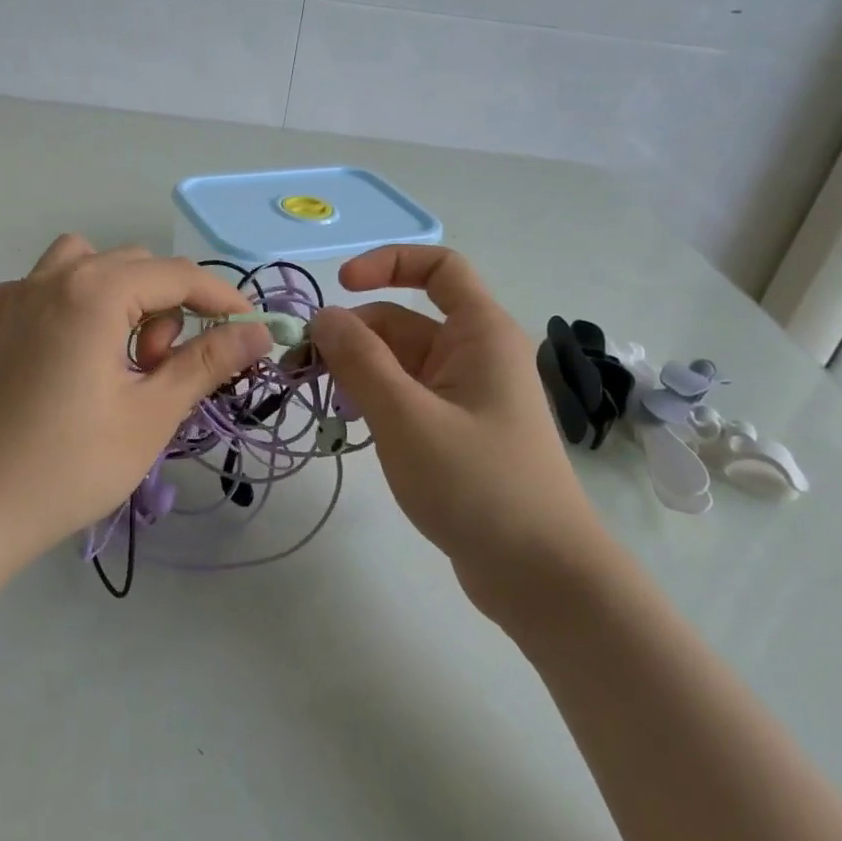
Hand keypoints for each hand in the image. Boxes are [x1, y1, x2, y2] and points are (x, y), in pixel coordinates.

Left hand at [0, 235, 272, 567]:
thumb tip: (258, 332)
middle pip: (137, 266)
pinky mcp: (0, 324)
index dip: (222, 299)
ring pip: (91, 264)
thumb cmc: (73, 464)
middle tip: (162, 371)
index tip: (249, 331)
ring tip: (123, 354)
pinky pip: (46, 284)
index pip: (178, 275)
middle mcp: (55, 278)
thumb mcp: (153, 413)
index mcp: (94, 291)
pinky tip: (74, 341)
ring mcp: (19, 297)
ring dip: (123, 295)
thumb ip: (207, 362)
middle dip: (167, 309)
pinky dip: (73, 299)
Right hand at [309, 246, 604, 610]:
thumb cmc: (478, 485)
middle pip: (403, 321)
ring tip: (322, 403)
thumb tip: (324, 316)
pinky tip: (351, 427)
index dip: (388, 263)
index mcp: (480, 334)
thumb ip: (360, 360)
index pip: (439, 268)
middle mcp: (475, 354)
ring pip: (400, 362)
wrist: (541, 577)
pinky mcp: (458, 431)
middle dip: (351, 337)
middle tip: (300, 371)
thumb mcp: (406, 417)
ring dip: (358, 372)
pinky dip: (376, 401)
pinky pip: (408, 396)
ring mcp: (467, 395)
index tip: (340, 287)